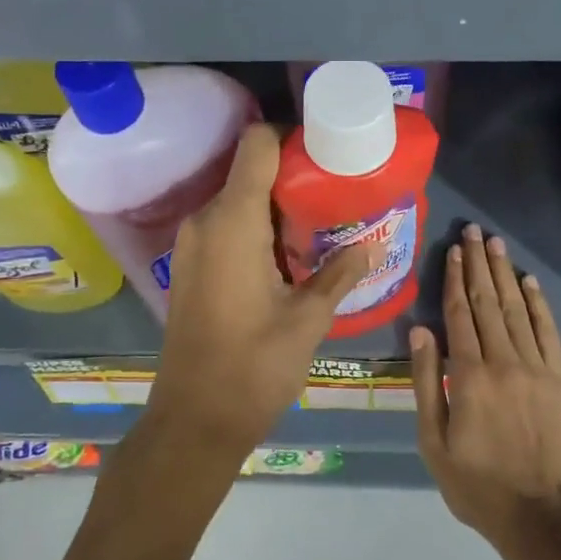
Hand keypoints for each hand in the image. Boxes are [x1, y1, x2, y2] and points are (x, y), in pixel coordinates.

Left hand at [153, 123, 371, 457]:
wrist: (193, 421)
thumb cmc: (253, 368)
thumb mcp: (308, 320)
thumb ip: (340, 274)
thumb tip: (371, 246)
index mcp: (232, 222)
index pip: (257, 144)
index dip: (292, 137)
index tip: (328, 152)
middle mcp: (205, 220)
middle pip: (249, 169)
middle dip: (293, 174)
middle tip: (338, 190)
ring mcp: (192, 243)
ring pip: (237, 198)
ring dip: (275, 203)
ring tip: (321, 221)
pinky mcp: (190, 265)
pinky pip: (225, 224)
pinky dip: (256, 225)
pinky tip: (289, 252)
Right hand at [411, 223, 560, 551]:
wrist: (540, 515)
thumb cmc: (476, 483)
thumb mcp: (434, 441)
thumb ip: (427, 382)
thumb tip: (420, 331)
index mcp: (469, 375)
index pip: (459, 314)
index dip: (454, 278)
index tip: (452, 250)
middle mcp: (504, 361)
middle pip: (488, 302)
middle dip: (478, 264)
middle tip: (474, 231)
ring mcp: (537, 368)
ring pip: (517, 309)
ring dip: (505, 274)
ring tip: (496, 244)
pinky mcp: (560, 379)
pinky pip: (548, 332)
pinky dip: (538, 304)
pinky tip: (528, 282)